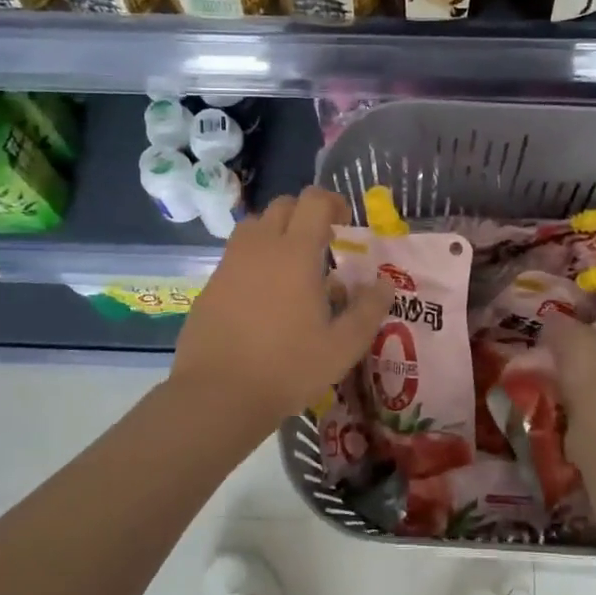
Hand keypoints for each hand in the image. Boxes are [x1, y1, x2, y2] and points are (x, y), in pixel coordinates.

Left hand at [172, 186, 391, 429]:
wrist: (218, 394)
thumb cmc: (288, 367)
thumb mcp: (342, 347)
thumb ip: (368, 310)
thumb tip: (384, 283)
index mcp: (296, 253)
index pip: (314, 201)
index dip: (333, 202)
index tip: (345, 223)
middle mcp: (261, 247)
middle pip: (282, 206)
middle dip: (305, 214)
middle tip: (322, 244)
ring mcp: (230, 263)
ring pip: (255, 226)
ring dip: (277, 232)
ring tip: (291, 266)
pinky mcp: (211, 284)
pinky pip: (236, 254)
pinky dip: (254, 258)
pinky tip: (263, 295)